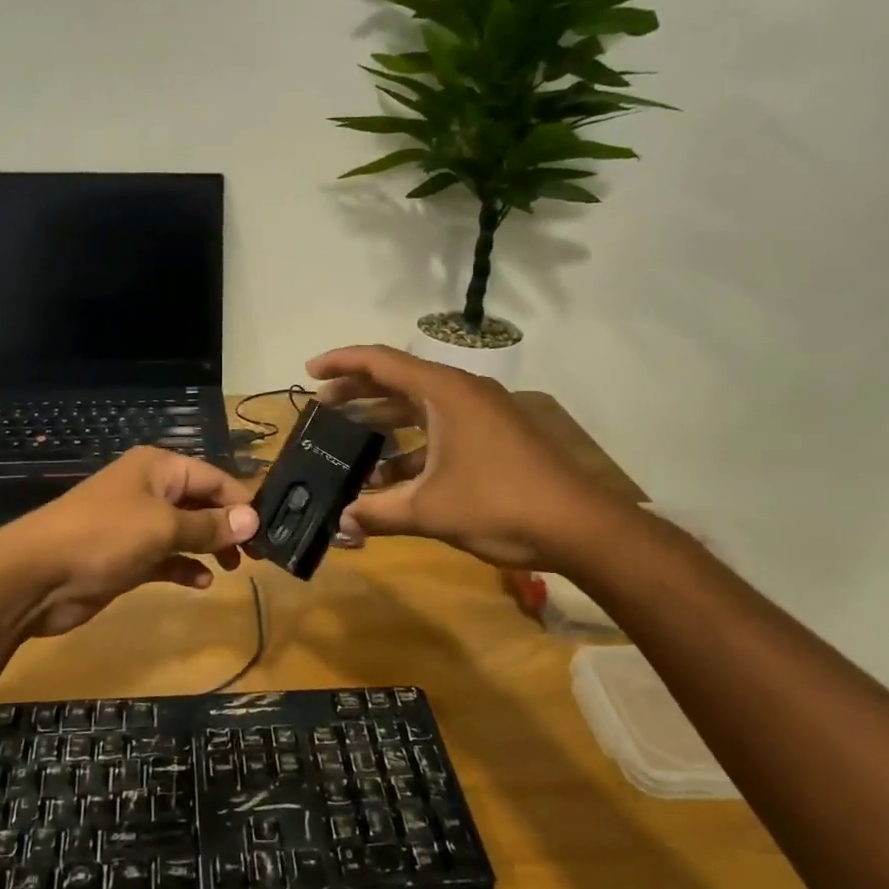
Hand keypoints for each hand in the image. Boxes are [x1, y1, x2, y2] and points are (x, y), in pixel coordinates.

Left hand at [0, 447, 259, 638]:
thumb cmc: (104, 537)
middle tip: (256, 556)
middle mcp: (150, 490)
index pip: (213, 478)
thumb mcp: (163, 527)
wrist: (36, 576)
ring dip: (210, 547)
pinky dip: (185, 567)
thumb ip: (210, 526)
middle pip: (201, 503)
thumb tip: (253, 519)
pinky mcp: (128, 556)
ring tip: (234, 569)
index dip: (241, 502)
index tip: (269, 531)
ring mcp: (137, 524)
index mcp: (158, 468)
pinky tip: (202, 583)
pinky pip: (167, 557)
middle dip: (228, 526)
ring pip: (186, 531)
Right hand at [307, 344, 631, 572]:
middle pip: (398, 380)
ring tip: (348, 440)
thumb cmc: (500, 504)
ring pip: (419, 408)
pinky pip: (439, 430)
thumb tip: (341, 524)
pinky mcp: (492, 437)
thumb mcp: (430, 510)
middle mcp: (462, 393)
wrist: (580, 527)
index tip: (309, 372)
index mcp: (445, 392)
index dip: (341, 363)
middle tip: (322, 406)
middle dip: (358, 392)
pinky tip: (390, 476)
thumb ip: (379, 512)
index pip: (381, 362)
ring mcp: (481, 415)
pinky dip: (411, 446)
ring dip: (384, 422)